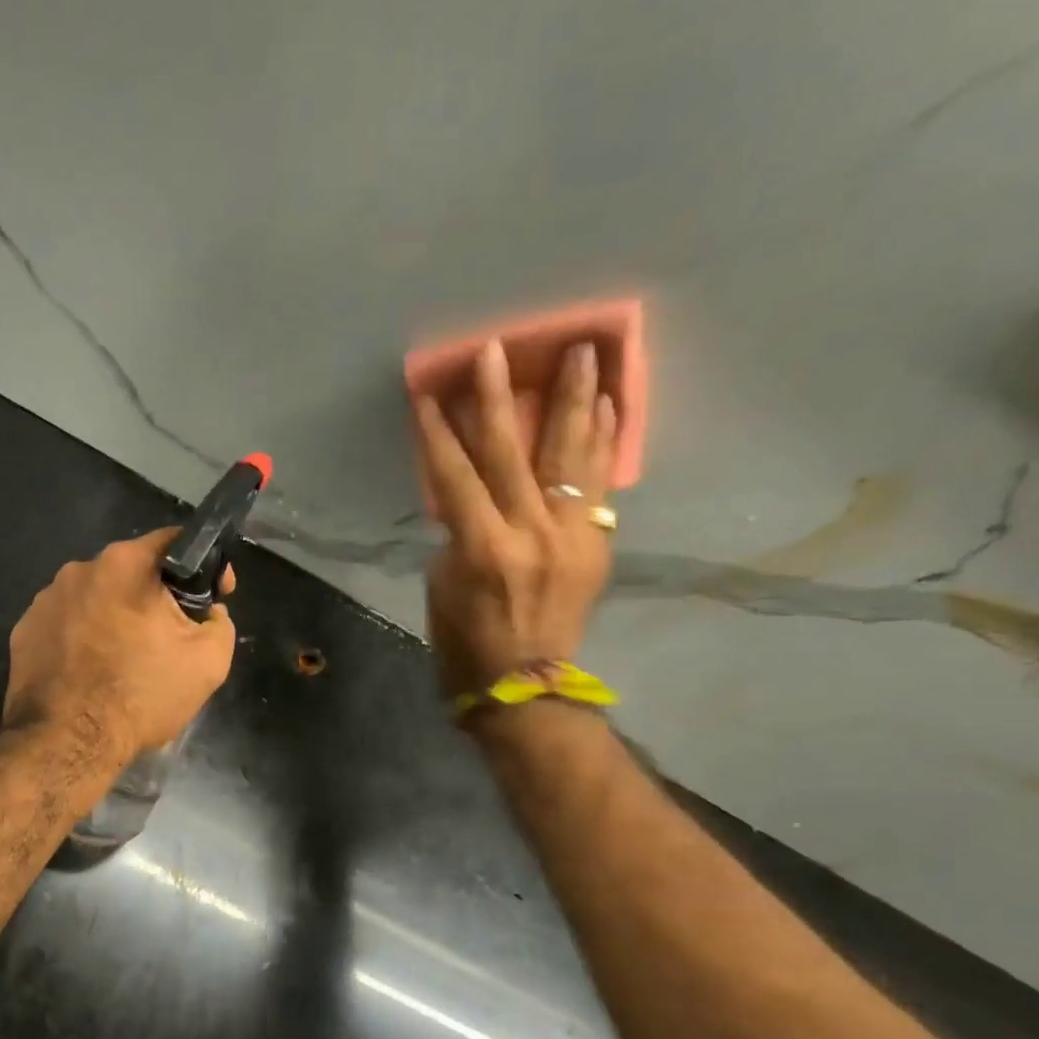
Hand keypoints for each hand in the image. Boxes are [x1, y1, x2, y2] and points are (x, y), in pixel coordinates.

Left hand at [4, 528, 236, 760]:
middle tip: (168, 638)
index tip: (214, 596)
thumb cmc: (141, 695)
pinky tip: (90, 673)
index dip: (202, 566)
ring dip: (115, 619)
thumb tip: (208, 614)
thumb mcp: (209, 661)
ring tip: (124, 661)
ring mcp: (44, 600)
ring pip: (95, 599)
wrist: (67, 742)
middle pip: (131, 573)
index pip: (174, 543)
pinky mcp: (23, 631)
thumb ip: (219, 623)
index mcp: (125, 564)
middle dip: (154, 599)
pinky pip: (65, 625)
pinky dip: (82, 640)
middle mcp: (79, 569)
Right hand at [411, 340, 616, 699]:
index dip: (438, 432)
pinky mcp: (596, 546)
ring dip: (575, 400)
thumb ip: (458, 535)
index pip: (454, 476)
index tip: (429, 392)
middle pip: (512, 453)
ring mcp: (572, 537)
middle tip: (497, 349)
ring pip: (571, 457)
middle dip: (500, 398)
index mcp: (483, 549)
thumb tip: (474, 500)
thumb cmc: (465, 646)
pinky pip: (600, 485)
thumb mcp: (443, 588)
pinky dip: (603, 443)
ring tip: (585, 351)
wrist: (524, 689)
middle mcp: (531, 534)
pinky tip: (608, 406)